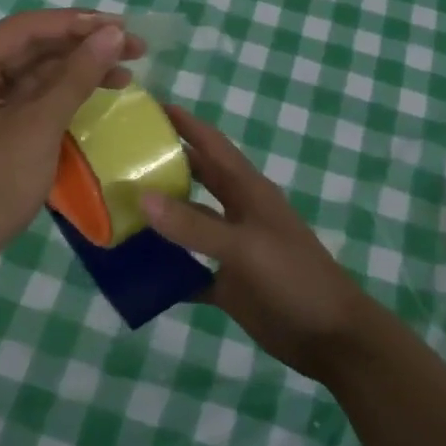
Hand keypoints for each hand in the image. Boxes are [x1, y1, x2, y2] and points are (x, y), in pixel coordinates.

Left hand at [0, 10, 137, 284]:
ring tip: (124, 76)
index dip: (80, 24)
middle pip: (30, 49)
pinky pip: (24, 103)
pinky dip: (58, 100)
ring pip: (30, 77)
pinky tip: (91, 99)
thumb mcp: (36, 128)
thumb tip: (111, 33)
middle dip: (82, 49)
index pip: (28, 27)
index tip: (126, 28)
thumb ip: (75, 77)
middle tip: (134, 49)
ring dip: (74, 75)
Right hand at [141, 105, 382, 382]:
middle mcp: (237, 212)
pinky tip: (134, 269)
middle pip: (194, 178)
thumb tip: (141, 197)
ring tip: (114, 209)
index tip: (146, 106)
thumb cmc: (295, 278)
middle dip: (161, 164)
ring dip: (157, 217)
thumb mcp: (245, 247)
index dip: (183, 122)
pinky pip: (188, 270)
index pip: (210, 144)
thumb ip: (194, 225)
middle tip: (116, 157)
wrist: (332, 338)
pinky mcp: (227, 282)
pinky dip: (164, 268)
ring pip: (187, 223)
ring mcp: (231, 248)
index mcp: (247, 191)